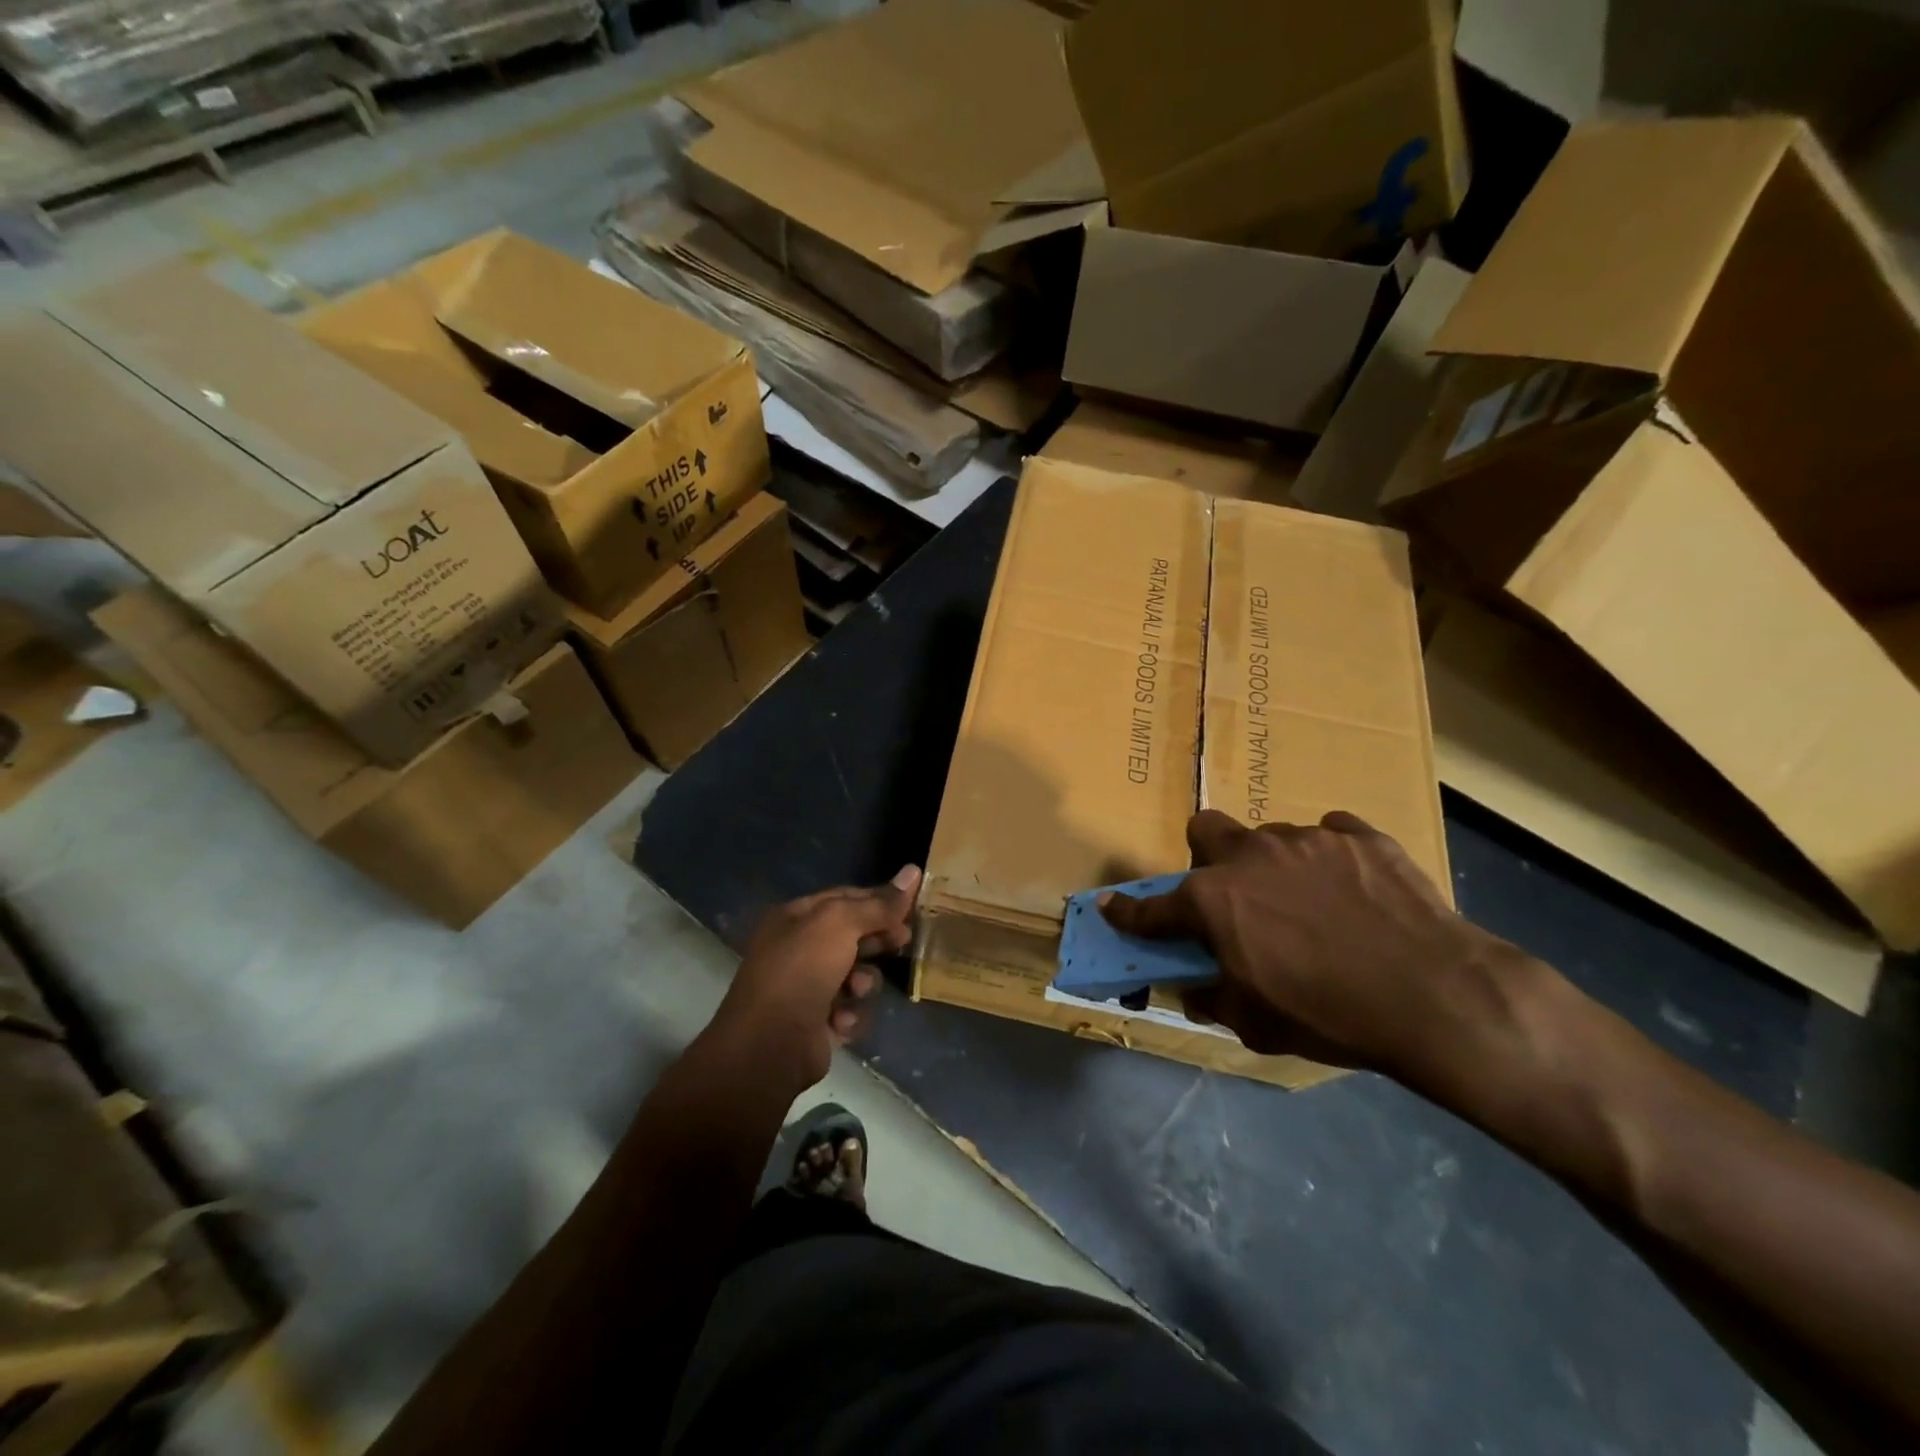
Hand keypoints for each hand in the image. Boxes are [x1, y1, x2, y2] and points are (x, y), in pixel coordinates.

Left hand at [714, 866, 921, 1090]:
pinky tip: (842, 1021)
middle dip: (877, 940)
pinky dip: (850, 1015)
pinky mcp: (816, 1024)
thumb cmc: (801, 970)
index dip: (879, 900)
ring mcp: (806, 988)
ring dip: (864, 982)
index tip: (911, 907)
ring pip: (855, 975)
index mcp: (795, 918)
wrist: (769, 1046)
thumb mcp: (840, 924)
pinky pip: (849, 1010)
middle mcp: (798, 949)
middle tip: (903, 941)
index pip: (845, 898)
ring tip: (856, 991)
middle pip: (852, 935)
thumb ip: (878, 903)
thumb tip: (913, 871)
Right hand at [1100, 811, 1528, 1086]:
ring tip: (1311, 901)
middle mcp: (1250, 856)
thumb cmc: (1331, 1015)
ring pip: (1271, 835)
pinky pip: (1332, 834)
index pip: (1152, 906)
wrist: (1436, 995)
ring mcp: (1307, 838)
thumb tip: (1195, 987)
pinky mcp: (1359, 835)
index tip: (1111, 906)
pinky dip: (1331, 858)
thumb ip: (1214, 998)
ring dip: (1275, 864)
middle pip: (1206, 829)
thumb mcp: (1258, 1024)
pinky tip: (1355, 890)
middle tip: (1235, 893)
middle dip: (1208, 856)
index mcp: (1214, 900)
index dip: (1127, 911)